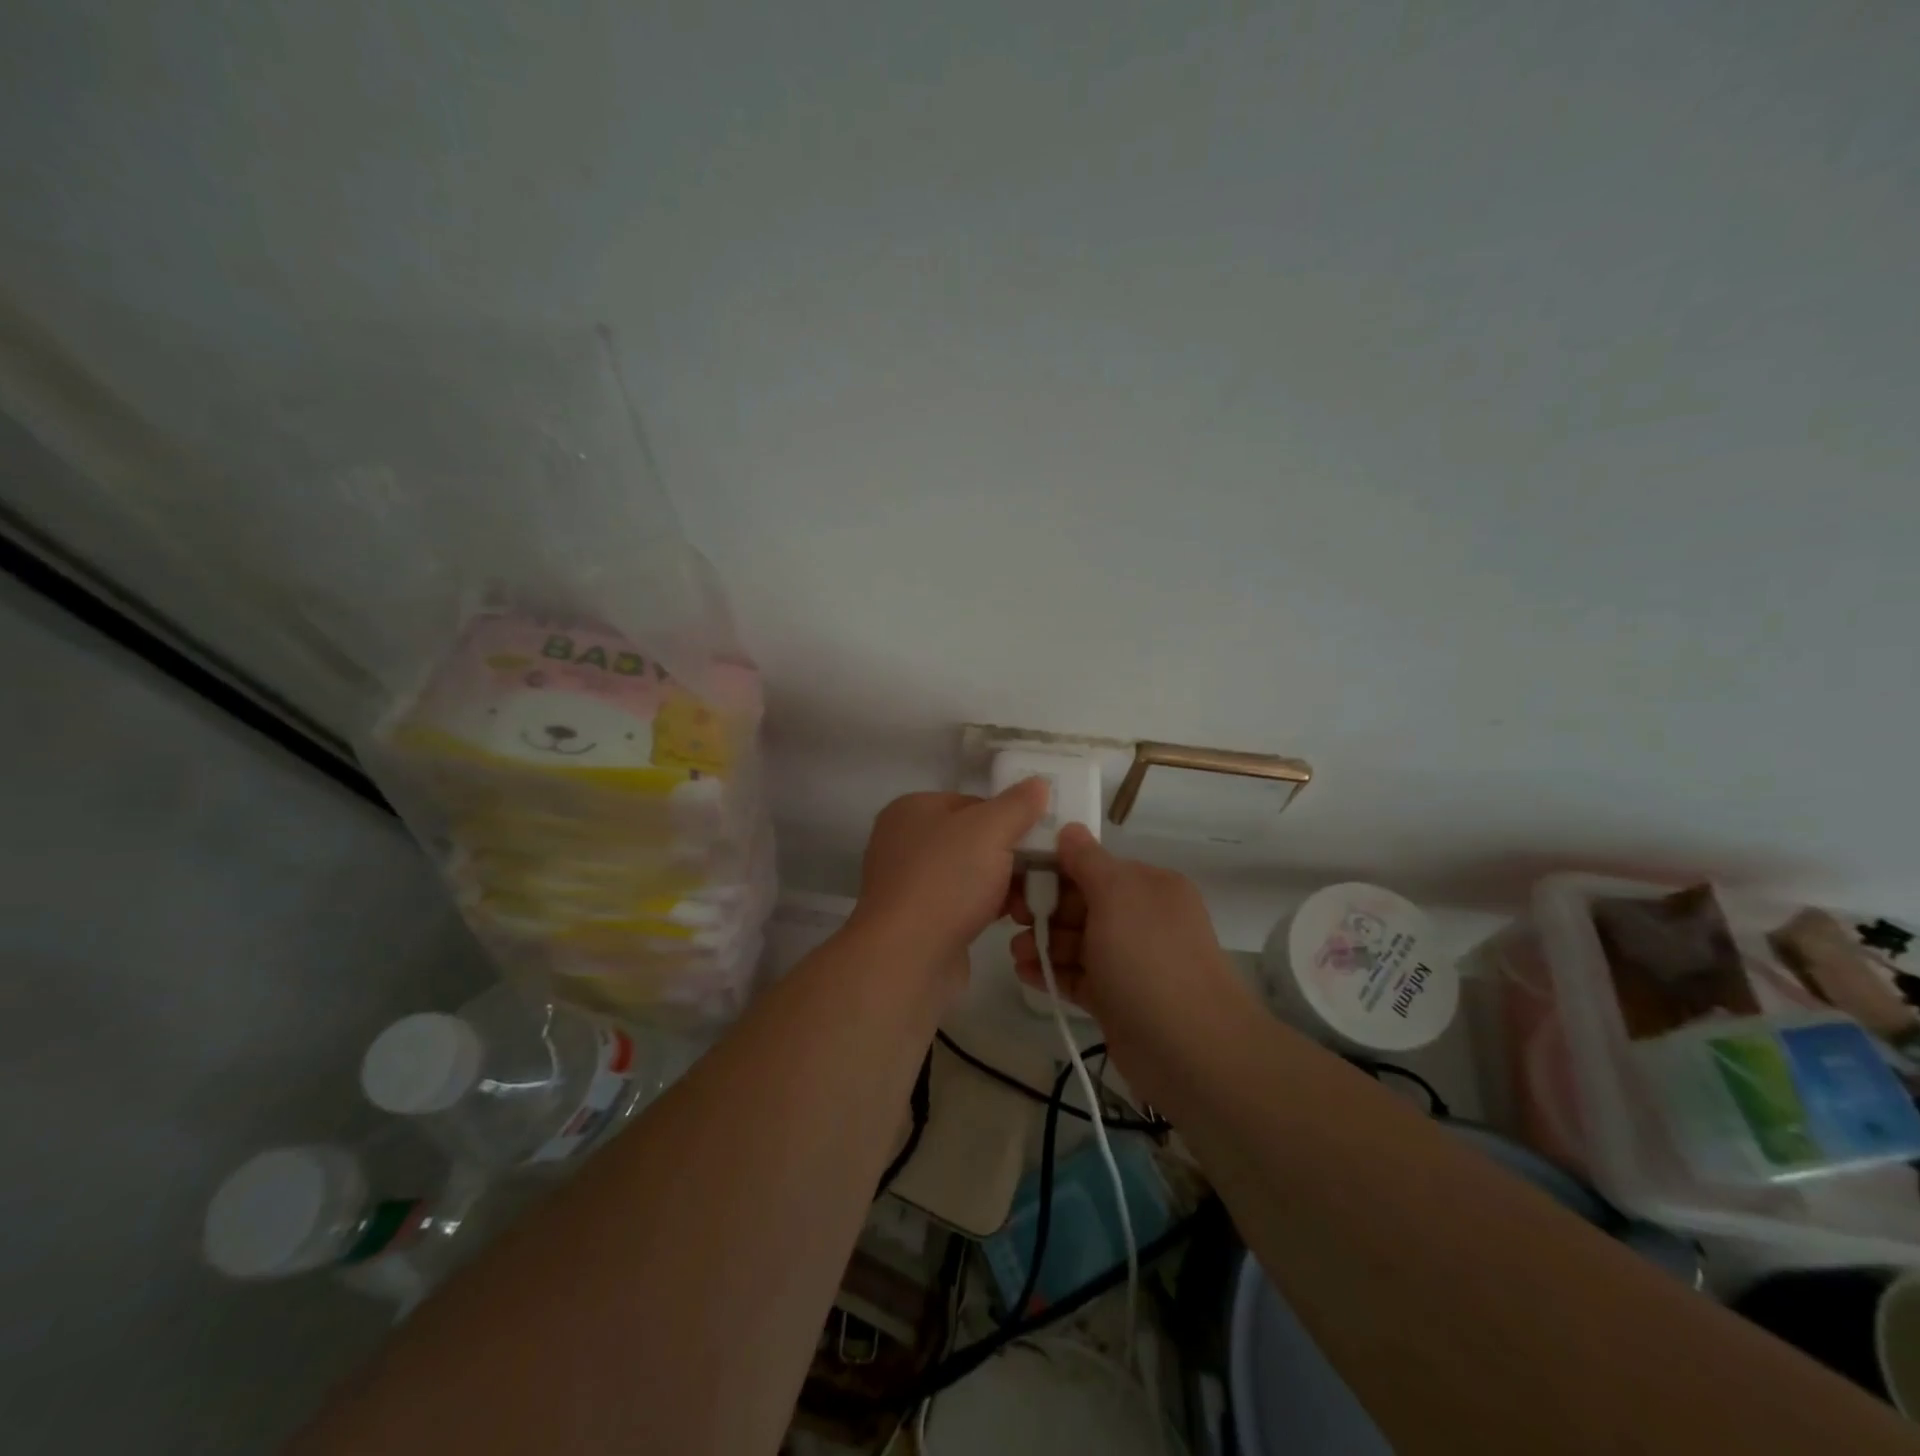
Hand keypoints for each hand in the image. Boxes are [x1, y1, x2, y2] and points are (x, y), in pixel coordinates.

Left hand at [850, 779, 1050, 975]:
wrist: (907, 956)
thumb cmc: (947, 880)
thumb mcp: (990, 830)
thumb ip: (1017, 804)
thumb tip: (1038, 783)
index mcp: (912, 809)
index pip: (973, 802)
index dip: (1009, 818)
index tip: (1039, 838)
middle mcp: (904, 841)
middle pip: (973, 839)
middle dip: (1010, 856)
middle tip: (1043, 871)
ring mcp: (908, 883)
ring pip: (970, 874)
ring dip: (1004, 885)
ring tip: (1031, 901)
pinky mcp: (918, 919)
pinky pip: (961, 903)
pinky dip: (986, 908)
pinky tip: (1012, 918)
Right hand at [1010, 824, 1243, 1051]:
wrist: (1189, 1049)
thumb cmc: (1148, 958)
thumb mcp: (1117, 895)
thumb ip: (1087, 861)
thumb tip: (1069, 828)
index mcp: (1149, 887)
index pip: (1094, 868)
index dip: (1055, 870)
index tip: (1018, 877)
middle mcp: (1142, 919)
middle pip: (1082, 905)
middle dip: (1045, 910)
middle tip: (1011, 919)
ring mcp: (1130, 962)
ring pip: (1077, 943)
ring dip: (1044, 943)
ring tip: (1015, 953)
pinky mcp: (1118, 1000)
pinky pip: (1078, 977)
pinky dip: (1052, 973)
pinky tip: (1024, 974)